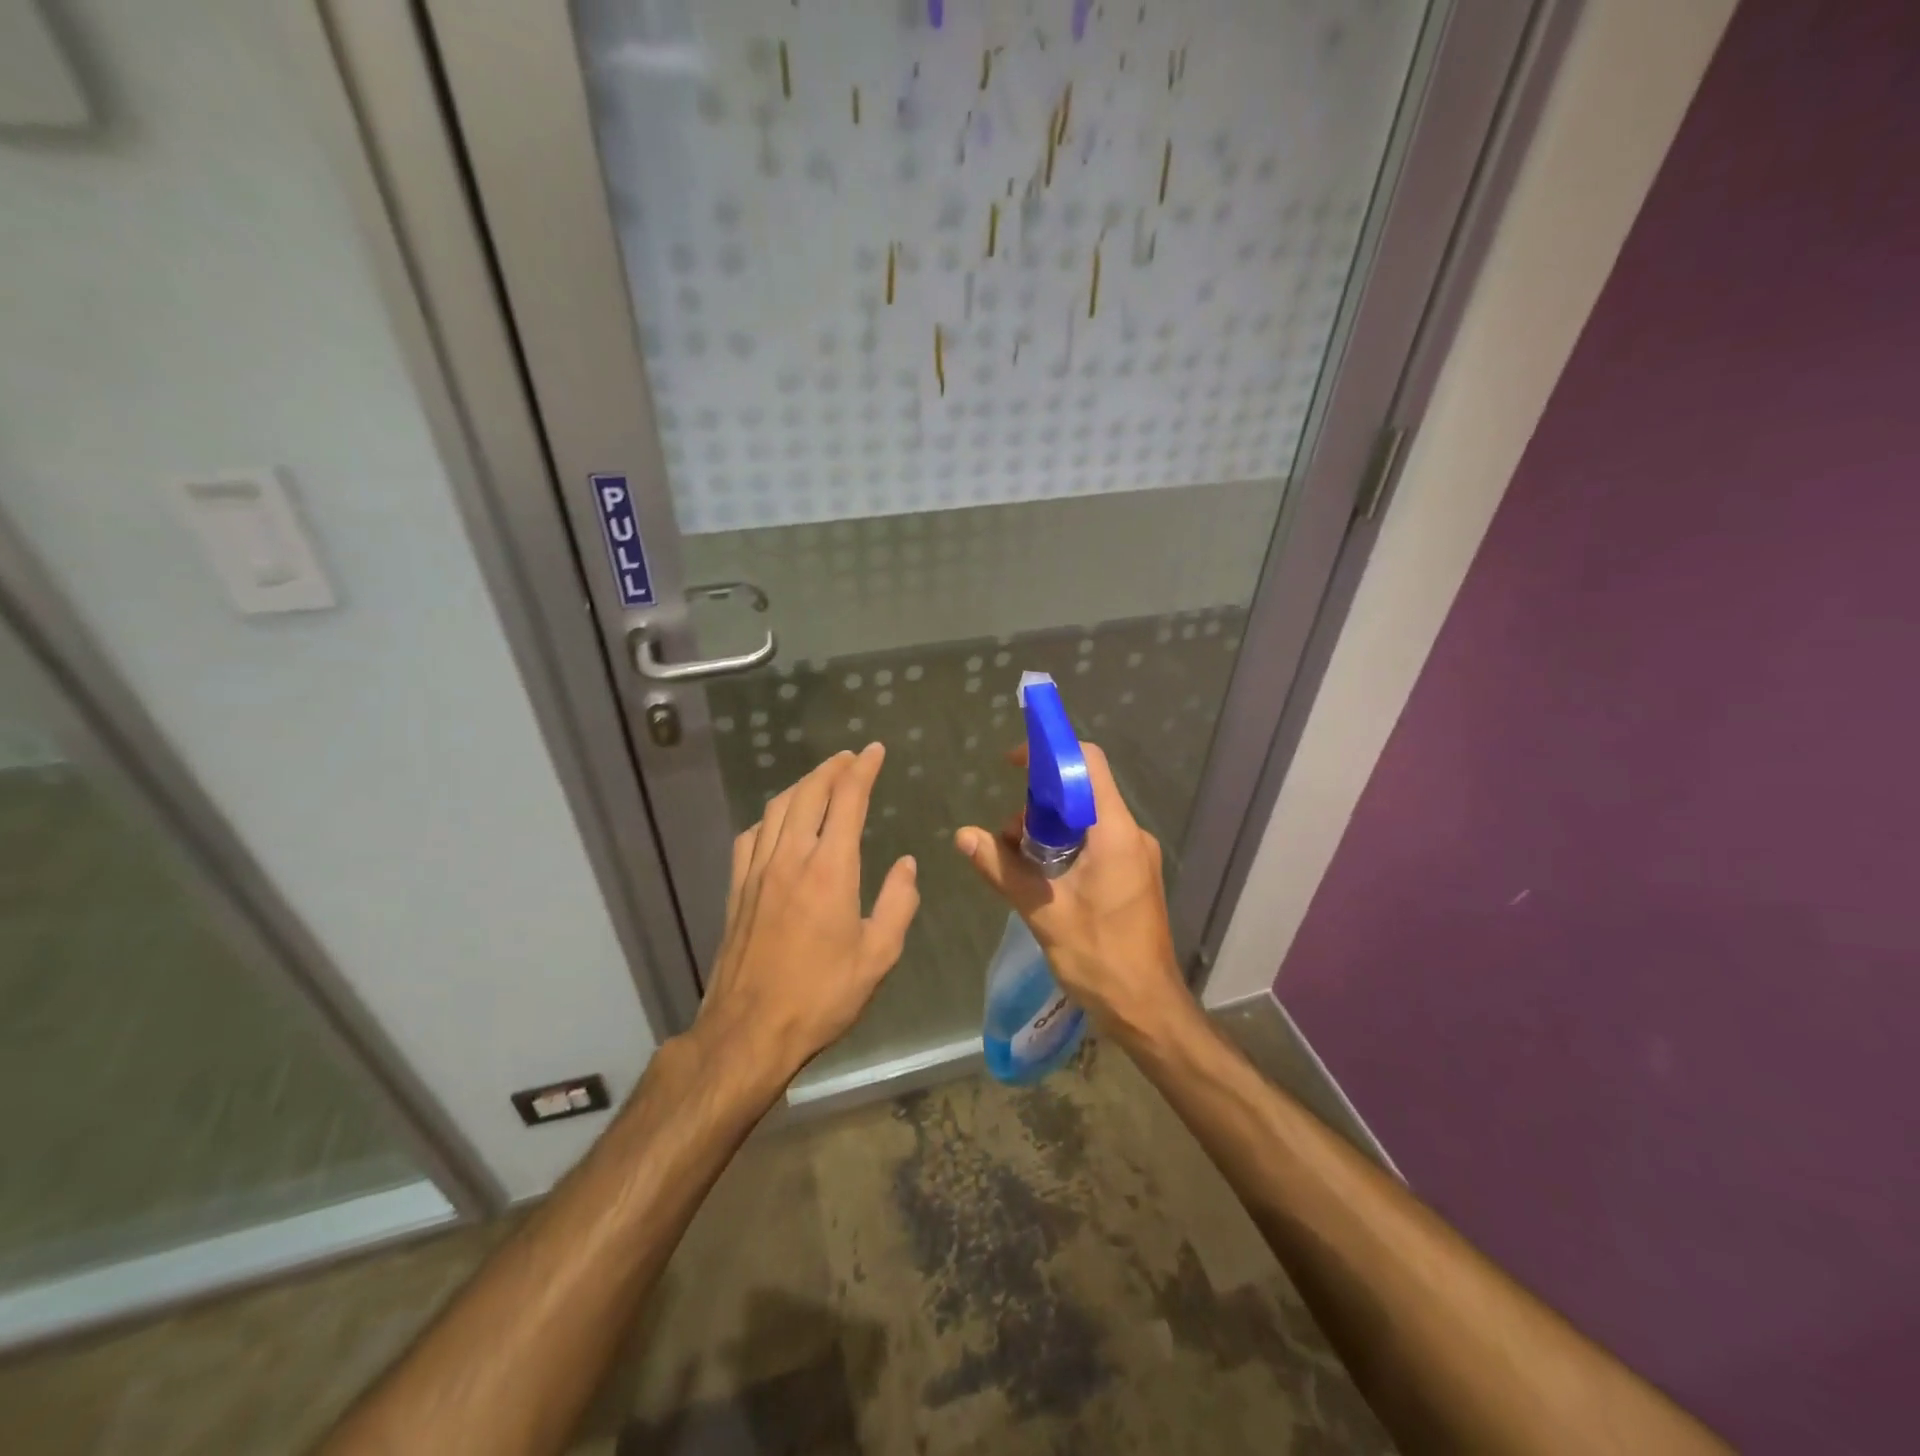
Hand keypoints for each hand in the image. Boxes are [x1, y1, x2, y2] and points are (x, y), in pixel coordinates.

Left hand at [693, 744, 919, 1085]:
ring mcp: (758, 871)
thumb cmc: (822, 996)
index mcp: (830, 869)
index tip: (875, 751)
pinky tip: (778, 823)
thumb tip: (906, 865)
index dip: (863, 769)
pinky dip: (771, 816)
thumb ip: (898, 903)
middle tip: (850, 757)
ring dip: (802, 785)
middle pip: (809, 793)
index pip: (847, 800)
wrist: (750, 1031)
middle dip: (832, 768)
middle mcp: (791, 858)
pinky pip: (752, 836)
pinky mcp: (737, 889)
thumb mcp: (878, 955)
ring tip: (821, 779)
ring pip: (777, 808)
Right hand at [953, 742, 1187, 1036]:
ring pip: (1084, 820)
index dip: (1050, 753)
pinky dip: (1063, 849)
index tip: (1012, 765)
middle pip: (1080, 792)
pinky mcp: (1132, 874)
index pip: (1088, 764)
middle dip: (1037, 806)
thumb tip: (963, 836)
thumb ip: (1002, 869)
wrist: (1148, 1010)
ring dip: (1047, 832)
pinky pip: (1094, 842)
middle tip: (1008, 841)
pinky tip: (1041, 880)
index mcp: (1115, 833)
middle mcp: (1130, 834)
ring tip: (1019, 868)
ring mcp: (1134, 855)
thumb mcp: (1044, 912)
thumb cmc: (1101, 959)